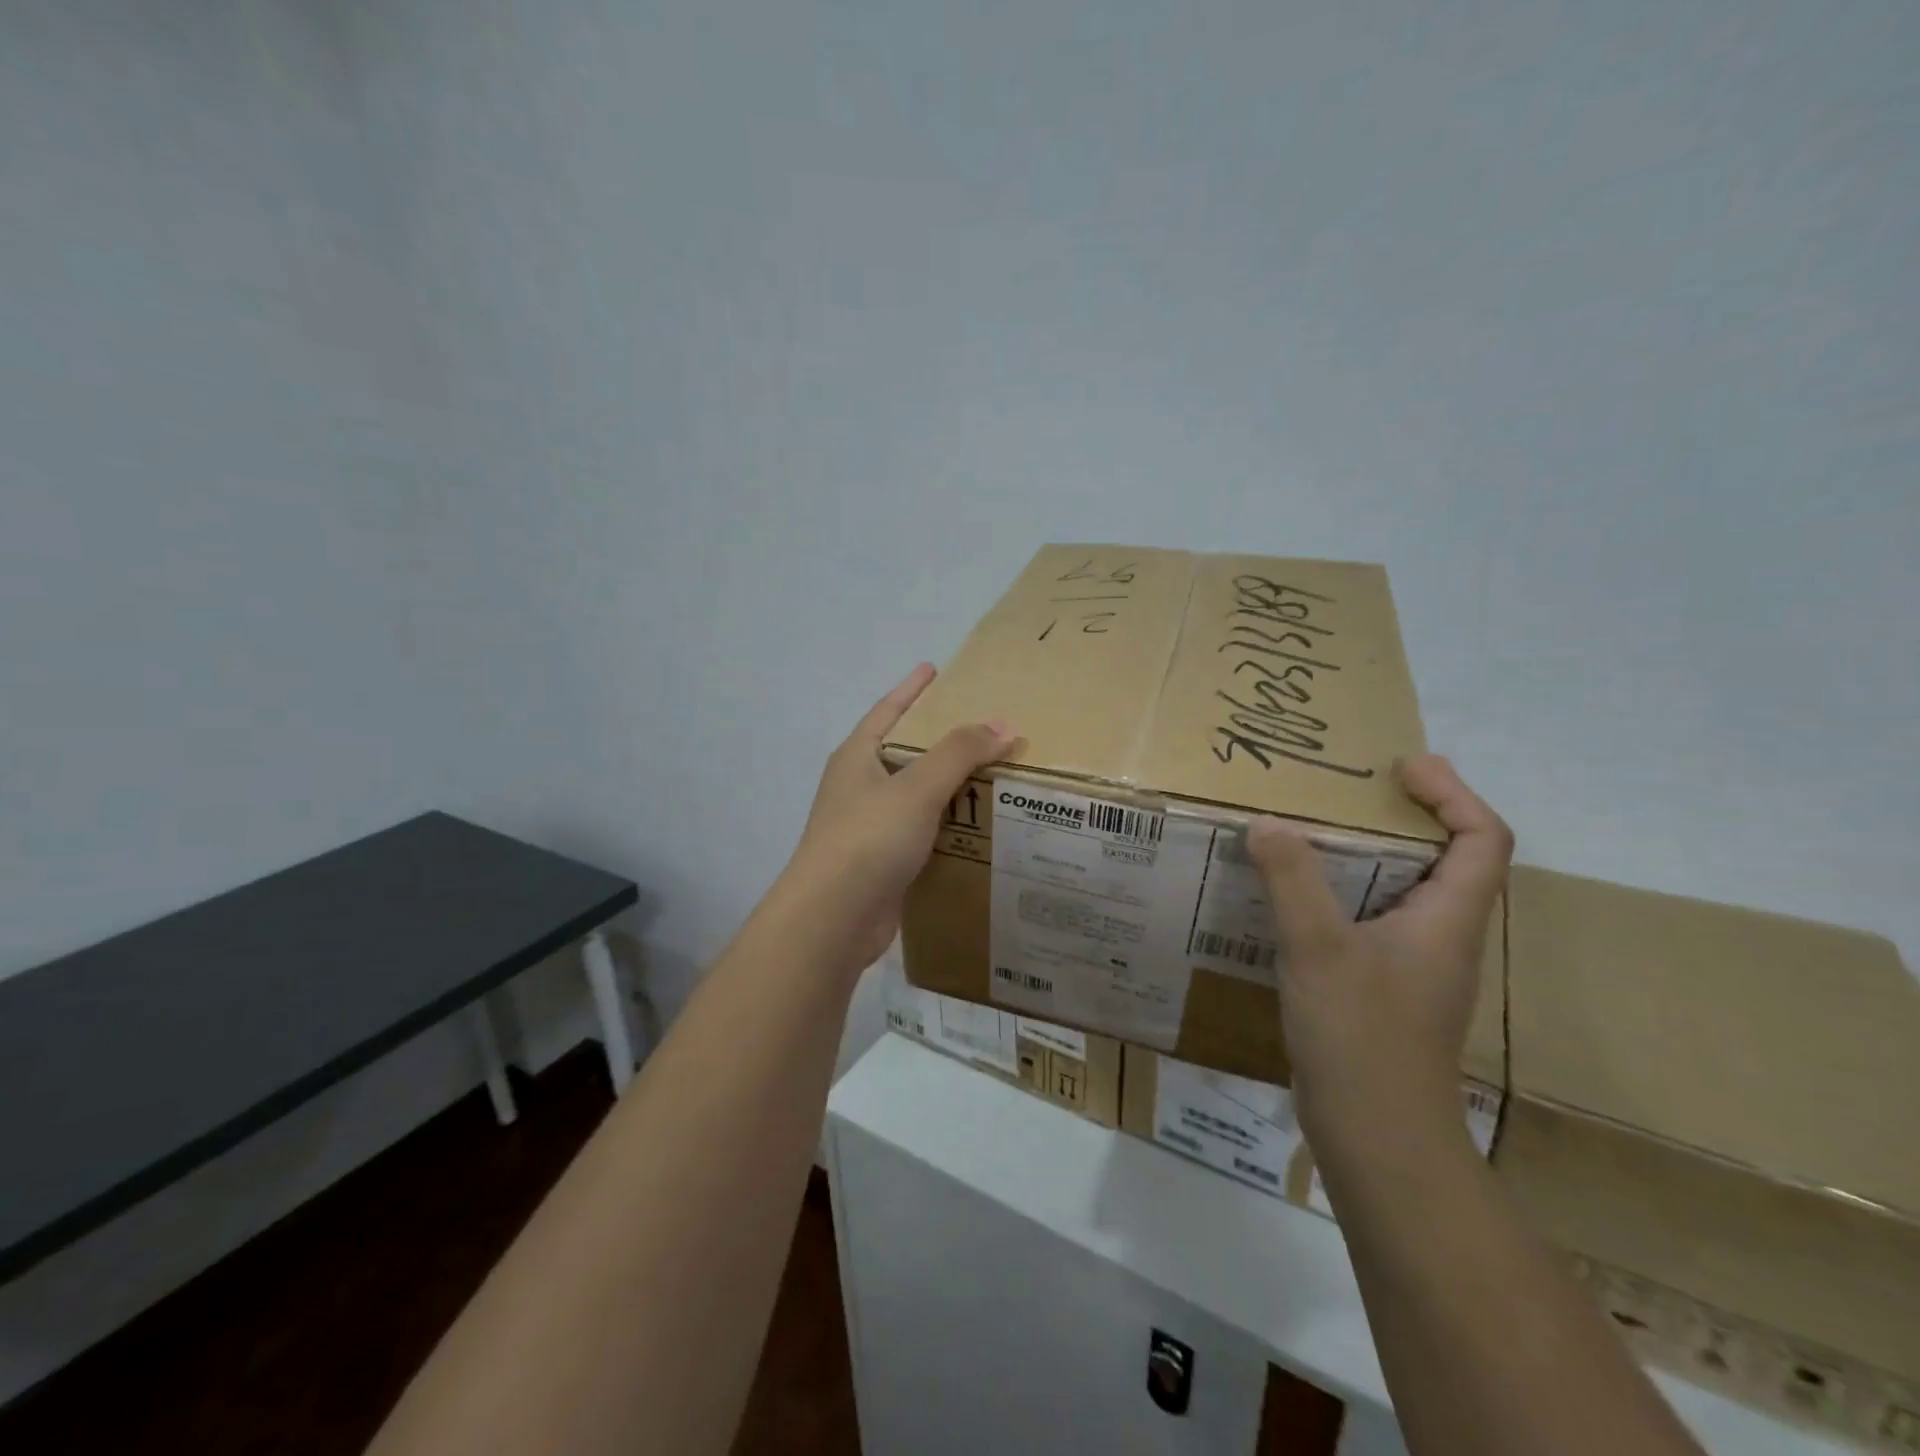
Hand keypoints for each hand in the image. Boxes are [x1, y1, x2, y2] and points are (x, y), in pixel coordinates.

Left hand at [783, 664, 1016, 974]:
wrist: (832, 920)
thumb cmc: (868, 839)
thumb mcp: (917, 787)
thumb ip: (959, 753)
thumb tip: (1003, 725)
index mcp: (857, 757)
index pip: (887, 710)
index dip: (911, 689)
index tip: (933, 668)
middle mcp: (859, 787)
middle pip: (904, 751)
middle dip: (939, 739)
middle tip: (981, 726)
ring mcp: (868, 827)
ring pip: (916, 795)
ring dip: (949, 786)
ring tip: (992, 774)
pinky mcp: (882, 862)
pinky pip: (922, 832)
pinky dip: (948, 825)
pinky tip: (978, 827)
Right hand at [1245, 755, 1512, 1157]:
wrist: (1376, 1137)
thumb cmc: (1361, 1035)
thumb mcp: (1318, 946)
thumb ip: (1292, 878)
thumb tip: (1267, 823)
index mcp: (1448, 919)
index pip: (1482, 838)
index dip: (1453, 793)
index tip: (1401, 768)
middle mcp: (1442, 936)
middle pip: (1446, 859)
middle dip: (1405, 815)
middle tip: (1347, 791)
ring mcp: (1414, 966)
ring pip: (1404, 891)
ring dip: (1369, 855)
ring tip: (1312, 833)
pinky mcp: (1383, 989)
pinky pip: (1370, 921)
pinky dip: (1342, 894)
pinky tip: (1293, 899)